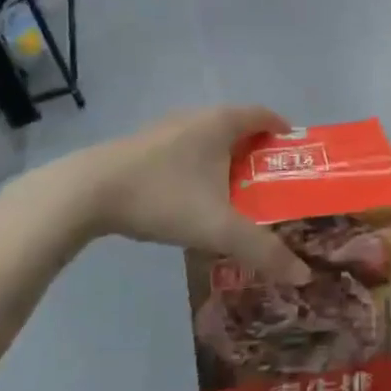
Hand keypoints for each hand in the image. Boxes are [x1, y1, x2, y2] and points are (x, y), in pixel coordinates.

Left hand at [68, 107, 310, 284]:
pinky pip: (186, 151)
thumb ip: (261, 250)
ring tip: (235, 196)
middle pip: (238, 127)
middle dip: (257, 154)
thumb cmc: (163, 196)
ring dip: (226, 161)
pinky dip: (200, 168)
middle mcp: (197, 116)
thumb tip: (303, 274)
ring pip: (209, 140)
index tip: (296, 160)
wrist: (87, 192)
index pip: (264, 116)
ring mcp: (167, 129)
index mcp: (221, 122)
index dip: (283, 133)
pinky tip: (193, 200)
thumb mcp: (217, 227)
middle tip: (270, 186)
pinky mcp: (144, 146)